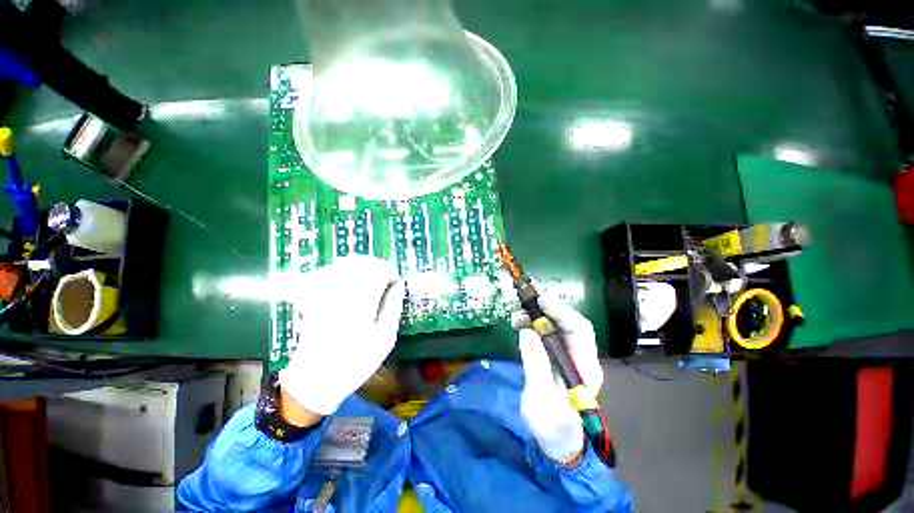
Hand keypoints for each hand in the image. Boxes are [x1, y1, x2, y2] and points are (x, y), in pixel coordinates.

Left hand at [279, 256, 404, 416]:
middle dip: (377, 266)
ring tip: (371, 277)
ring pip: (344, 265)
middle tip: (386, 277)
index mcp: (361, 302)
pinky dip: (342, 270)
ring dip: (361, 266)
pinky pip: (328, 273)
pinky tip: (349, 279)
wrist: (315, 380)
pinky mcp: (313, 298)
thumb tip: (399, 285)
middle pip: (360, 263)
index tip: (397, 279)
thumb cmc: (355, 362)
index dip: (390, 270)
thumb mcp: (384, 339)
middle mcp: (341, 292)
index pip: (378, 270)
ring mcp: (324, 293)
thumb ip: (393, 307)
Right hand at [512, 295, 603, 465]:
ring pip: (557, 328)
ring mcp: (569, 357)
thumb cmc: (551, 423)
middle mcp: (581, 357)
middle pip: (569, 324)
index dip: (562, 311)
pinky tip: (522, 327)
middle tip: (522, 308)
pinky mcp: (558, 358)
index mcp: (585, 367)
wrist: (557, 440)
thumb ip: (535, 363)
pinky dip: (534, 327)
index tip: (540, 300)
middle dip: (546, 311)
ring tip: (516, 318)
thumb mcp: (540, 396)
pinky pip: (548, 335)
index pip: (580, 329)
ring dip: (537, 318)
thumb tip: (526, 331)